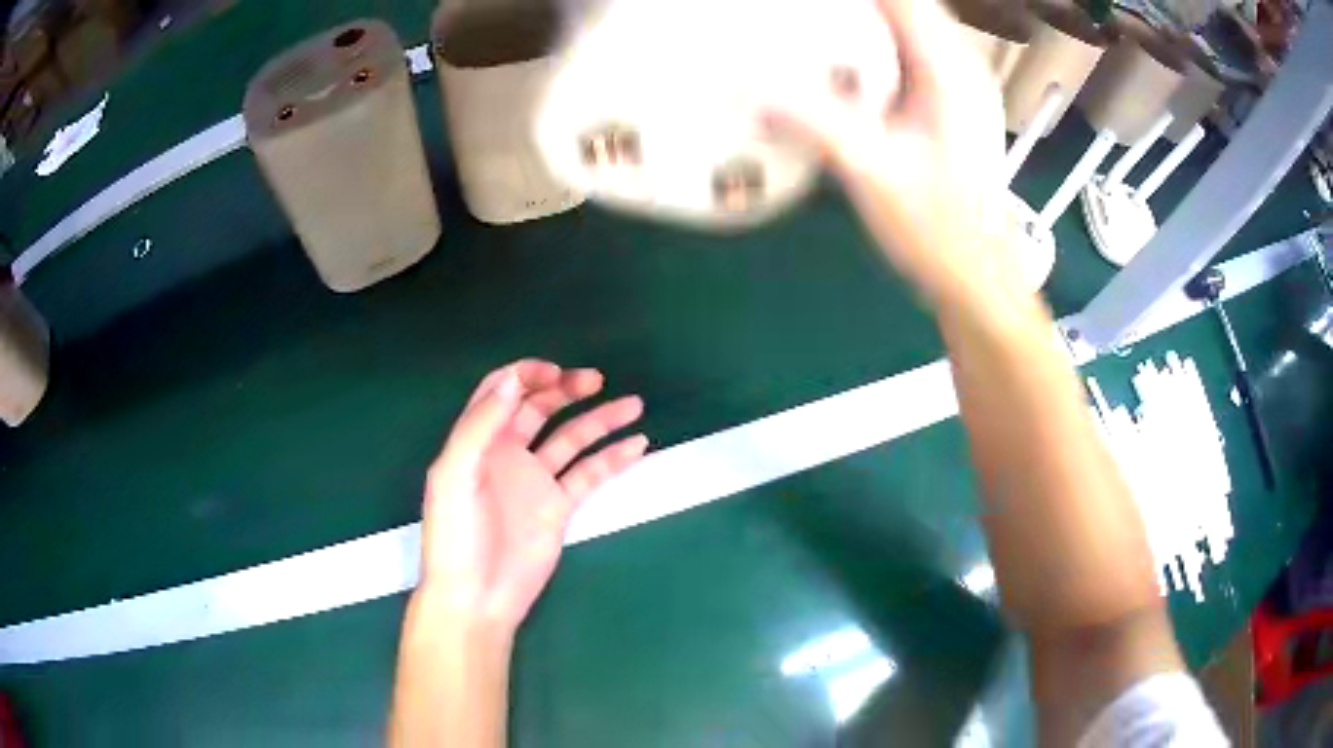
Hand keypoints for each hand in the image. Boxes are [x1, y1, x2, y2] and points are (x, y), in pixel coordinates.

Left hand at [418, 359, 647, 633]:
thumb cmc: (456, 536)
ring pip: (571, 438)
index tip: (556, 374)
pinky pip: (589, 474)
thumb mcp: (454, 475)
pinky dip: (613, 459)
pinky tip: (637, 445)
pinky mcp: (558, 507)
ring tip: (633, 405)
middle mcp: (507, 453)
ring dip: (601, 419)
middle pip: (540, 407)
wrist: (476, 597)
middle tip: (595, 380)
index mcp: (477, 440)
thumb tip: (513, 381)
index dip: (527, 374)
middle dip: (567, 389)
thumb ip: (480, 426)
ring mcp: (536, 480)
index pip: (502, 390)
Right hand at [766, 0, 1020, 307]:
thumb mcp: (870, 170)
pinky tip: (838, 65)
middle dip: (855, 6)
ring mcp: (959, 87)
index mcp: (949, 69)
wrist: (979, 282)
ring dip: (864, 21)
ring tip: (811, 26)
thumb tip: (736, 81)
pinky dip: (874, 49)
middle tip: (798, 14)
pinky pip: (908, 57)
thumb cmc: (939, 229)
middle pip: (906, 7)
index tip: (803, 4)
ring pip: (908, 30)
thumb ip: (810, 117)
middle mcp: (960, 66)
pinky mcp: (950, 108)